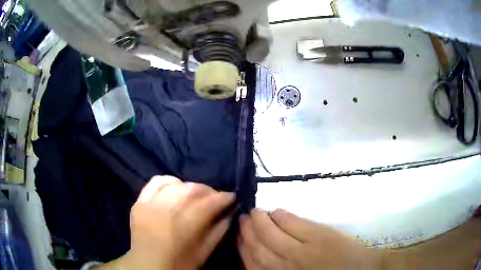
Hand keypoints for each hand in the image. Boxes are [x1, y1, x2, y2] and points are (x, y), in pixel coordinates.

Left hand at [97, 176, 234, 269]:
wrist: (148, 265)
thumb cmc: (179, 264)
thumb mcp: (204, 252)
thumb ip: (219, 231)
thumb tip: (229, 213)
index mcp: (185, 225)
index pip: (210, 203)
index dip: (224, 197)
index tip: (231, 196)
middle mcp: (167, 209)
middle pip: (193, 190)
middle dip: (209, 191)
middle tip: (215, 197)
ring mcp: (151, 204)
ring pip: (176, 184)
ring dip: (191, 187)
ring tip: (196, 194)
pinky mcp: (139, 202)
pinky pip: (155, 182)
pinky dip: (168, 181)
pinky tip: (175, 186)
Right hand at [238, 209, 381, 269]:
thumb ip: (280, 269)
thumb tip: (262, 257)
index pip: (253, 263)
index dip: (242, 248)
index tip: (237, 235)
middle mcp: (285, 266)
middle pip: (258, 247)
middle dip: (247, 232)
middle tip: (242, 218)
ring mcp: (302, 250)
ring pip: (272, 235)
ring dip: (260, 222)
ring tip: (254, 212)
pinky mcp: (319, 236)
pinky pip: (294, 225)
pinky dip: (282, 217)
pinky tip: (276, 211)